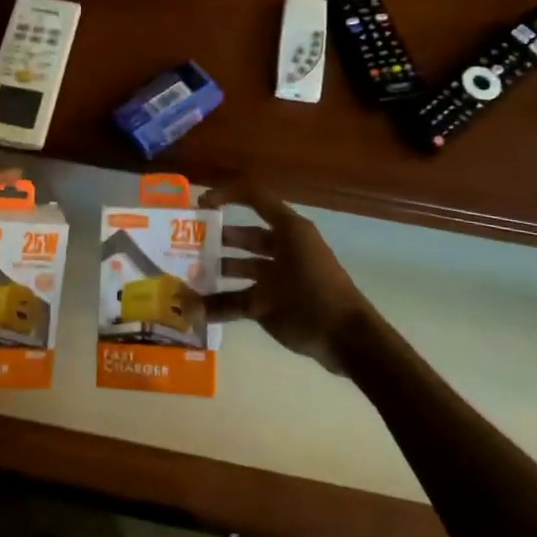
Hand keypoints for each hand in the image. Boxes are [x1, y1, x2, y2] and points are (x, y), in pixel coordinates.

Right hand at [202, 182, 376, 372]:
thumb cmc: (311, 304)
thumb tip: (186, 309)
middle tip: (184, 246)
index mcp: (288, 231)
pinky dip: (231, 297)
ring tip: (190, 275)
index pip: (254, 198)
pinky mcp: (287, 296)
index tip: (199, 205)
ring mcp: (287, 272)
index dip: (227, 195)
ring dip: (221, 268)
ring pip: (247, 264)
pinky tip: (206, 306)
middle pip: (246, 234)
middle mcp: (286, 246)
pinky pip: (253, 290)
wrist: (351, 341)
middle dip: (216, 239)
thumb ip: (223, 303)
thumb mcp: (265, 302)